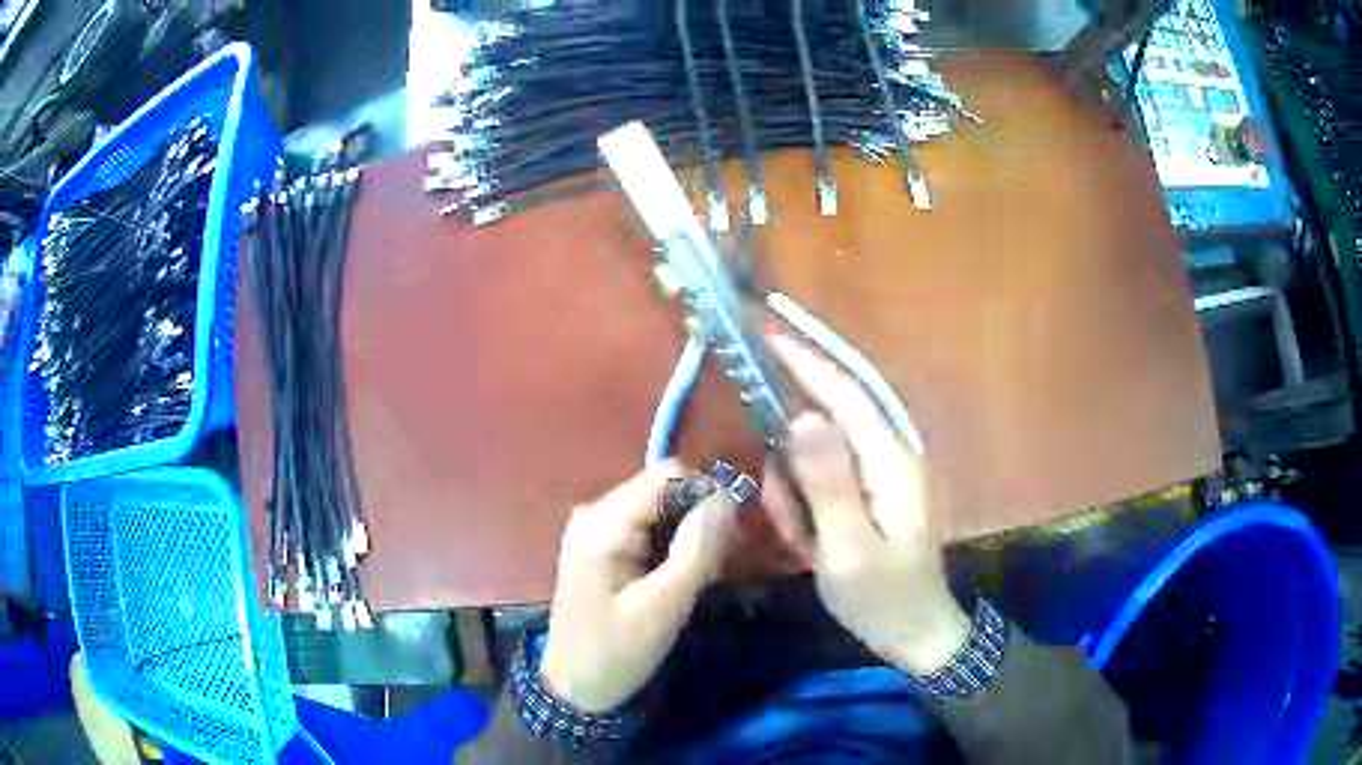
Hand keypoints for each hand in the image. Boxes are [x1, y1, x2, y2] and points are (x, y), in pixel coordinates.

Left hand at [540, 461, 737, 711]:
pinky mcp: (602, 547)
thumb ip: (696, 550)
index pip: (668, 475)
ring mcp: (595, 528)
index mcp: (603, 522)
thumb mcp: (663, 607)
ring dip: (689, 532)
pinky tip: (684, 574)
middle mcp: (595, 512)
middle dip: (700, 515)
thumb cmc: (616, 652)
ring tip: (709, 570)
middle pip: (663, 489)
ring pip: (659, 508)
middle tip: (727, 557)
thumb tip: (727, 497)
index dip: (709, 493)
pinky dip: (673, 544)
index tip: (737, 530)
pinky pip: (647, 528)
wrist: (575, 687)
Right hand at [763, 334, 971, 675]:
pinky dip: (805, 511)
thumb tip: (802, 418)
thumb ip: (828, 482)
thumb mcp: (848, 548)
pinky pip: (823, 486)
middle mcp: (888, 457)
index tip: (768, 339)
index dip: (807, 365)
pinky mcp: (871, 495)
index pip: (846, 396)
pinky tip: (809, 546)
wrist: (915, 634)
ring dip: (796, 498)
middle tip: (788, 522)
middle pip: (826, 430)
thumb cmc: (883, 598)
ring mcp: (880, 477)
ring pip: (817, 461)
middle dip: (792, 470)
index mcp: (890, 462)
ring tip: (801, 544)